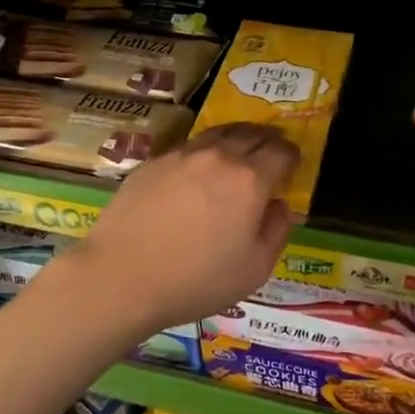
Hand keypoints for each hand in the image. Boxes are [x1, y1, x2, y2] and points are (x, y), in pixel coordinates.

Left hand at [64, 124, 298, 342]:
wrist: (121, 275)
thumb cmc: (196, 280)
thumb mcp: (254, 269)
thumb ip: (276, 231)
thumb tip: (280, 205)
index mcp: (250, 179)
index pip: (281, 152)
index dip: (292, 155)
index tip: (292, 163)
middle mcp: (218, 156)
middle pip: (251, 134)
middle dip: (267, 139)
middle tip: (272, 148)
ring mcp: (182, 155)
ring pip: (218, 133)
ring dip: (236, 137)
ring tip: (239, 147)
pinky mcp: (154, 161)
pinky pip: (188, 146)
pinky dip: (204, 150)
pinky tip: (198, 168)